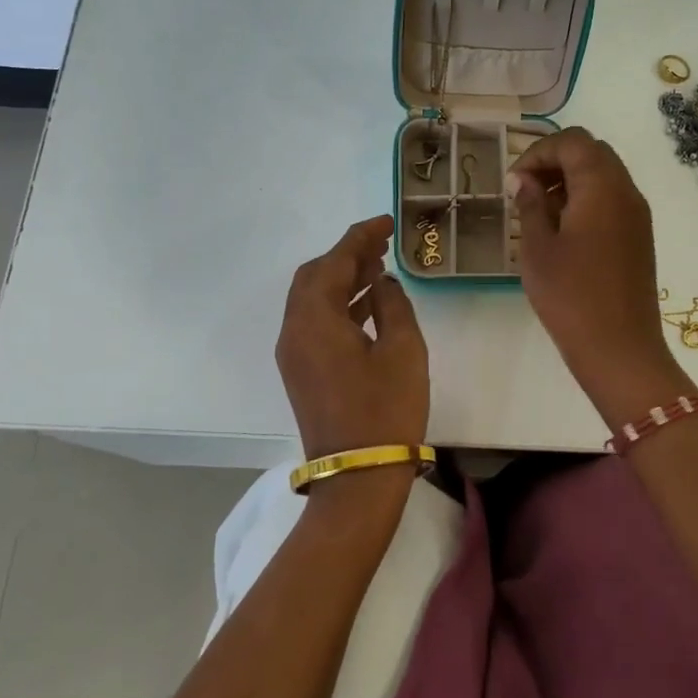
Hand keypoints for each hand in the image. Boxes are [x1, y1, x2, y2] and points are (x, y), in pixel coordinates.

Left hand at [275, 216, 429, 460]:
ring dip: (342, 279)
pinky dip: (339, 305)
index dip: (360, 237)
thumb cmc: (386, 409)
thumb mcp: (403, 349)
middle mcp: (294, 330)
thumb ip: (392, 303)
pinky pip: (315, 322)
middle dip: (346, 255)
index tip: (386, 222)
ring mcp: (294, 353)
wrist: (359, 475)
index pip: (335, 262)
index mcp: (315, 319)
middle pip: (314, 276)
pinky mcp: (301, 372)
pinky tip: (369, 304)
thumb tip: (381, 282)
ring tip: (379, 267)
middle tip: (382, 244)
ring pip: (313, 299)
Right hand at [508, 129, 693, 424]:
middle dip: (555, 161)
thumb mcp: (538, 249)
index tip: (513, 181)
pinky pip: (612, 200)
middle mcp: (627, 192)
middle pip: (592, 152)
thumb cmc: (571, 296)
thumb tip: (523, 180)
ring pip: (604, 175)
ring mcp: (637, 215)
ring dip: (570, 180)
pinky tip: (563, 230)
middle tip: (524, 190)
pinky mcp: (639, 237)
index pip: (572, 142)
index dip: (538, 152)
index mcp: (602, 187)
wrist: (620, 348)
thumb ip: (530, 205)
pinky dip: (586, 199)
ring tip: (539, 211)